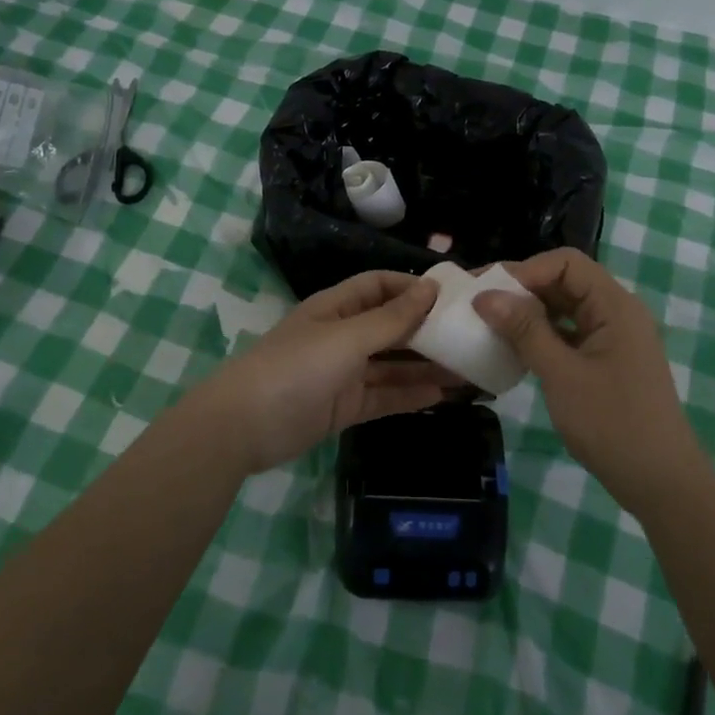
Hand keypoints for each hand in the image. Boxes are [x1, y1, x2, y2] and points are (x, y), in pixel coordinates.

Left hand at [194, 271, 457, 472]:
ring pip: (393, 366)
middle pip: (392, 327)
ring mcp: (344, 373)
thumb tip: (430, 289)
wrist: (243, 427)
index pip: (380, 286)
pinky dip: (412, 396)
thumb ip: (391, 319)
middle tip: (471, 337)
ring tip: (469, 370)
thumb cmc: (296, 368)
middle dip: (428, 331)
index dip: (412, 288)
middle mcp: (343, 336)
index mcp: (337, 308)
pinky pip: (385, 397)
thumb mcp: (346, 338)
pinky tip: (444, 397)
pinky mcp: (345, 407)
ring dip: (427, 367)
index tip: (451, 297)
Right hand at [472, 248, 702, 508]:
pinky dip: (541, 335)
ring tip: (490, 325)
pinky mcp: (606, 360)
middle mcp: (616, 312)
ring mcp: (613, 337)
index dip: (525, 270)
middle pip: (565, 281)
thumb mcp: (562, 375)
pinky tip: (514, 350)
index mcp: (614, 306)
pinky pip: (569, 333)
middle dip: (522, 289)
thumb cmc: (613, 424)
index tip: (489, 292)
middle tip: (479, 305)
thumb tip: (485, 296)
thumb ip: (525, 330)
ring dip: (529, 313)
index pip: (566, 263)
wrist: (661, 483)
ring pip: (564, 308)